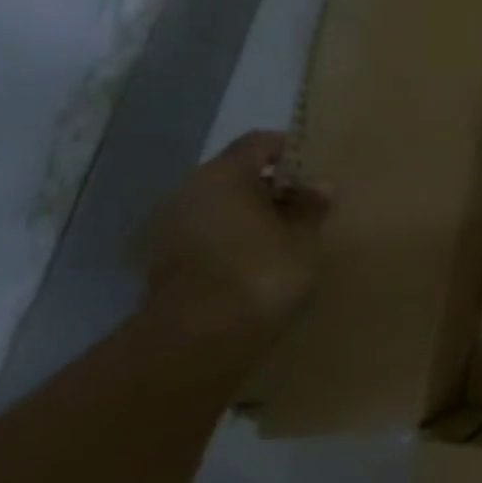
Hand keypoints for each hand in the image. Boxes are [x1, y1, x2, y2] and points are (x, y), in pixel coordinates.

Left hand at [140, 131, 328, 329]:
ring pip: (220, 208)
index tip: (314, 169)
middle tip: (305, 207)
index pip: (259, 143)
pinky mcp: (163, 262)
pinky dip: (230, 241)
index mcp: (224, 174)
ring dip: (249, 217)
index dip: (288, 150)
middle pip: (235, 175)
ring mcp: (170, 227)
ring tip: (284, 238)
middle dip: (270, 188)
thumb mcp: (303, 238)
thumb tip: (319, 185)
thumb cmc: (260, 272)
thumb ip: (311, 207)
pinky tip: (256, 263)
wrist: (197, 339)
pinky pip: (206, 236)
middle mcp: (189, 190)